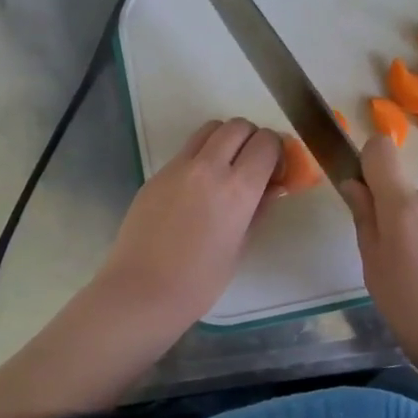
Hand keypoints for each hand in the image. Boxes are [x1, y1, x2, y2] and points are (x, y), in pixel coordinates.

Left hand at [94, 118, 283, 335]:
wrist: (141, 291)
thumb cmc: (199, 281)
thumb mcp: (240, 246)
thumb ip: (258, 210)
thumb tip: (272, 187)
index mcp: (237, 189)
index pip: (266, 142)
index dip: (276, 151)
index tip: (276, 170)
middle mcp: (208, 167)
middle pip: (237, 125)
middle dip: (252, 138)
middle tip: (253, 165)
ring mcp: (178, 167)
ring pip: (209, 129)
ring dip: (225, 139)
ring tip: (226, 169)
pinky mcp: (157, 174)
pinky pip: (186, 150)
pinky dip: (201, 156)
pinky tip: (198, 188)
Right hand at [339, 134, 417, 371]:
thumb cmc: (413, 312)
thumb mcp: (374, 269)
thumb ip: (365, 220)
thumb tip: (355, 185)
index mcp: (404, 206)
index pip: (381, 150)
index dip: (371, 164)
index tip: (369, 195)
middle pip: (409, 194)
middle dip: (403, 218)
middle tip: (402, 265)